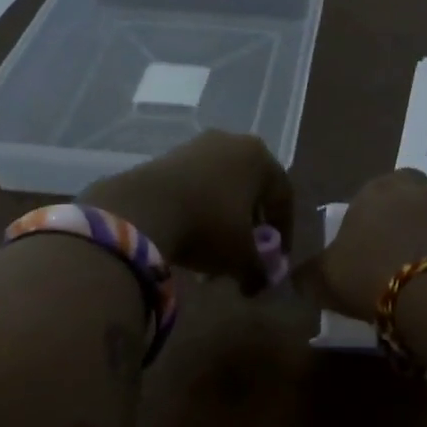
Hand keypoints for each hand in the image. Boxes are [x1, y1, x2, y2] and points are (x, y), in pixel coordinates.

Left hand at [84, 130, 293, 290]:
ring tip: (212, 254)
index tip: (276, 258)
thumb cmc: (208, 226)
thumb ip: (258, 271)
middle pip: (251, 191)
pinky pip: (195, 186)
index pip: (283, 197)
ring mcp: (197, 146)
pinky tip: (189, 237)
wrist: (142, 209)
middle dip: (249, 226)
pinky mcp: (168, 155)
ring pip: (221, 189)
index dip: (284, 231)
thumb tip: (258, 283)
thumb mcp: (240, 257)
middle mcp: (232, 143)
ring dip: (222, 221)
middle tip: (245, 253)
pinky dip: (198, 210)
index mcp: (260, 158)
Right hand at [319, 168, 426, 320]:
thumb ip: (308, 274)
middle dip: (419, 209)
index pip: (383, 183)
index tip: (375, 231)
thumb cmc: (367, 276)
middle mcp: (422, 191)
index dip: (381, 206)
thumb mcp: (322, 279)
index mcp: (380, 189)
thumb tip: (294, 277)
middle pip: (424, 191)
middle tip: (407, 240)